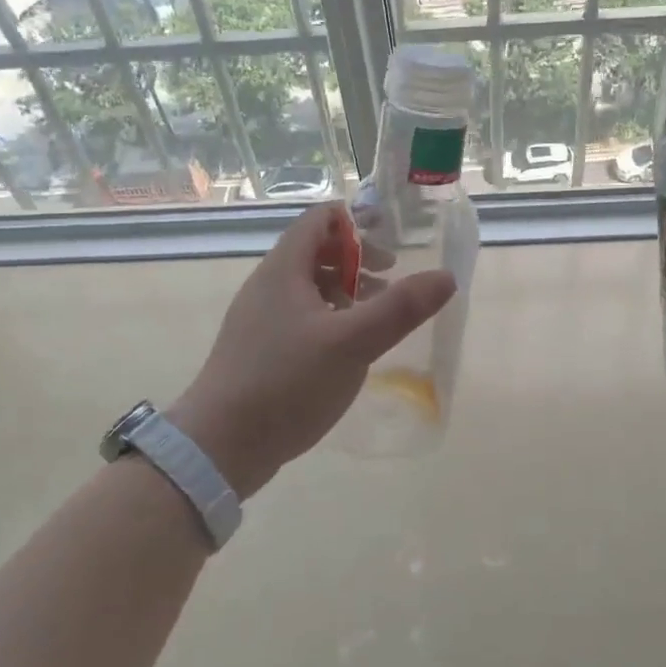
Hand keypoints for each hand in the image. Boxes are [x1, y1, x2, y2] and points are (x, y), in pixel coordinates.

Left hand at [167, 205, 456, 496]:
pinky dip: (329, 316)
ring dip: (345, 290)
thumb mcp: (352, 343)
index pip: (320, 219)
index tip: (391, 240)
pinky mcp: (258, 348)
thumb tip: (446, 276)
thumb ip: (401, 309)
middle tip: (390, 279)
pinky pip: (299, 315)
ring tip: (376, 314)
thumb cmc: (286, 383)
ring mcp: (259, 318)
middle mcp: (268, 284)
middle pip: (316, 250)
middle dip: (357, 259)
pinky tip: (347, 348)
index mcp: (284, 269)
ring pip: (309, 286)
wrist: (219, 447)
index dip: (356, 221)